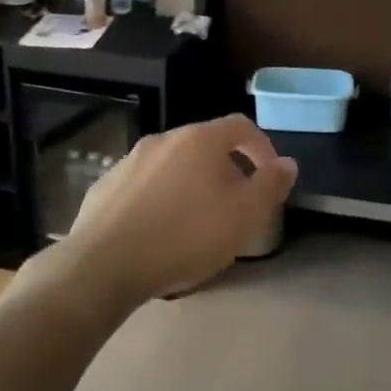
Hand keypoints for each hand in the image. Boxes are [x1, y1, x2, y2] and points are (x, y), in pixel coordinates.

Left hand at [56, 114, 297, 304]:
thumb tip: (287, 163)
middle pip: (206, 145)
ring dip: (192, 184)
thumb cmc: (185, 236)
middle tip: (236, 205)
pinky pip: (145, 185)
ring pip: (173, 165)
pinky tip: (159, 231)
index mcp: (200, 139)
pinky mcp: (106, 185)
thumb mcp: (244, 215)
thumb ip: (270, 186)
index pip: (241, 126)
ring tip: (197, 221)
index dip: (262, 147)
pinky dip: (160, 198)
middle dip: (227, 169)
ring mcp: (130, 160)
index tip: (270, 177)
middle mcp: (164, 139)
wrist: (104, 264)